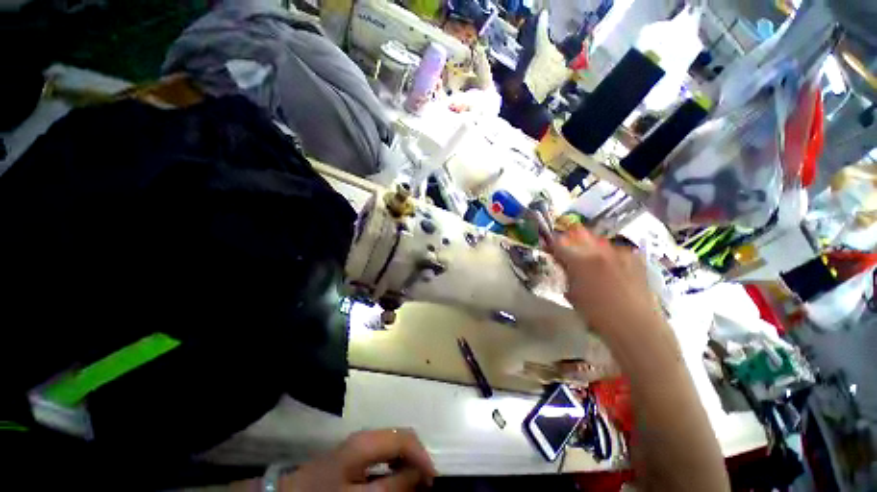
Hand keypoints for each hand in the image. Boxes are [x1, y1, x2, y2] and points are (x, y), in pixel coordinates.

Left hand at [281, 429, 435, 491]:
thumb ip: (392, 485)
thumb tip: (418, 473)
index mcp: (368, 441)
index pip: (406, 438)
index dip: (423, 457)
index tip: (433, 482)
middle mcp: (367, 435)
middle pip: (402, 437)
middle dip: (417, 458)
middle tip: (426, 484)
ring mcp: (361, 443)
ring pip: (395, 444)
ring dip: (408, 461)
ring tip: (415, 483)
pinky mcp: (356, 452)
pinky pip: (384, 452)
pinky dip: (396, 464)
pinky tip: (397, 480)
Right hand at [550, 225, 662, 344]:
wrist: (635, 325)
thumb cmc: (597, 314)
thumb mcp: (573, 294)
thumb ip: (567, 275)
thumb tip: (564, 267)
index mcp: (580, 260)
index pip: (559, 245)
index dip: (551, 246)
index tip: (548, 249)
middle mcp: (599, 251)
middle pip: (579, 238)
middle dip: (571, 243)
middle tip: (568, 255)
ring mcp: (619, 254)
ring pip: (599, 243)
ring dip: (591, 249)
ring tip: (591, 262)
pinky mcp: (635, 260)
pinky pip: (617, 252)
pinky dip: (610, 257)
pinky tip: (611, 269)